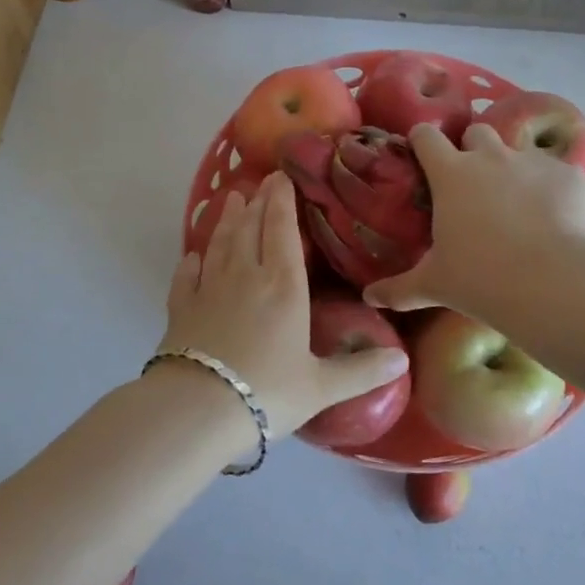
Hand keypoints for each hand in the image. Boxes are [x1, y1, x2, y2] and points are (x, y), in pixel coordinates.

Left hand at [160, 172, 407, 440]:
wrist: (198, 408)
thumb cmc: (267, 392)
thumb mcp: (321, 387)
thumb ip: (361, 371)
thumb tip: (403, 361)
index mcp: (283, 286)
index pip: (281, 230)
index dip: (282, 201)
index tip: (281, 176)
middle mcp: (246, 275)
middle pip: (251, 228)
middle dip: (258, 202)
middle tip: (261, 180)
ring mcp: (209, 288)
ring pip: (220, 243)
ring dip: (227, 219)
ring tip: (232, 199)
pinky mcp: (181, 307)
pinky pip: (186, 275)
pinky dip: (191, 261)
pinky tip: (192, 256)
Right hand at [363, 124, 584, 324]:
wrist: (555, 283)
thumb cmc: (481, 279)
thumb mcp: (434, 285)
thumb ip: (398, 288)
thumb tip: (368, 298)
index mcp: (451, 174)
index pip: (426, 136)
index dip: (422, 141)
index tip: (422, 155)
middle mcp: (491, 157)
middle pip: (477, 132)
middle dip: (473, 149)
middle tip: (475, 183)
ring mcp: (534, 162)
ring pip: (519, 151)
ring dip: (515, 169)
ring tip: (521, 204)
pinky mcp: (571, 175)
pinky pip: (559, 174)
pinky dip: (555, 190)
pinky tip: (559, 220)